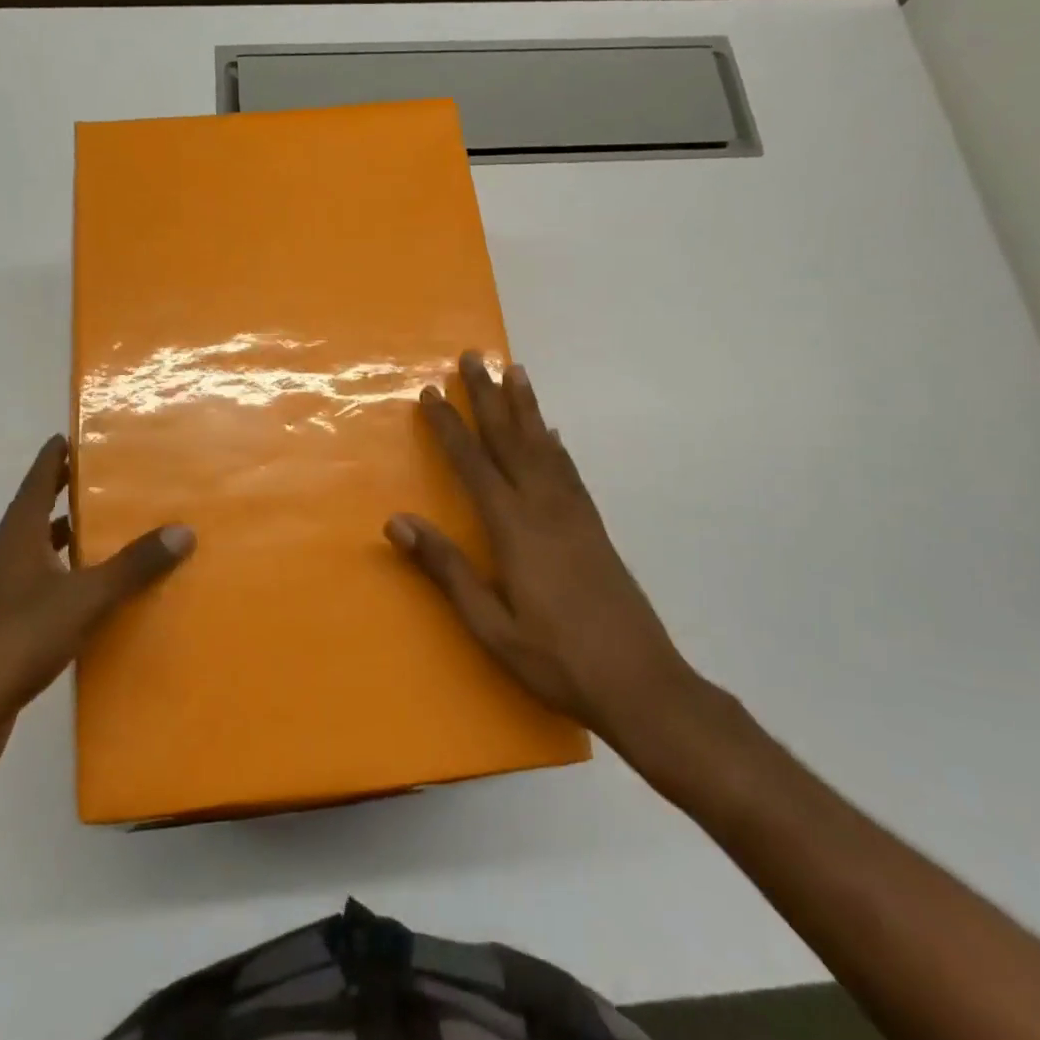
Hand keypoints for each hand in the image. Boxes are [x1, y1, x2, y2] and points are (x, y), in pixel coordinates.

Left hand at [0, 435, 194, 781]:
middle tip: (108, 481)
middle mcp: (4, 560)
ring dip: (67, 542)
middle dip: (67, 496)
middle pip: (36, 515)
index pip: (36, 481)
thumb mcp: (83, 599)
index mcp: (16, 538)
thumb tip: (184, 530)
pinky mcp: (1, 634)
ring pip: (38, 556)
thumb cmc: (15, 640)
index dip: (54, 456)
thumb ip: (133, 566)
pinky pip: (40, 593)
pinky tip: (92, 599)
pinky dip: (65, 584)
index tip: (75, 434)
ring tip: (108, 535)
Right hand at [385, 352, 714, 766]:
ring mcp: (575, 513)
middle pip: (511, 438)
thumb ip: (446, 568)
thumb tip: (397, 521)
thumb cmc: (556, 659)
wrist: (642, 683)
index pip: (473, 463)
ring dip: (525, 405)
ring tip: (515, 370)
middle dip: (488, 395)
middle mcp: (545, 506)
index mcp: (514, 528)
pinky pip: (568, 468)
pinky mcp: (594, 525)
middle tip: (473, 356)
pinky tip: (552, 432)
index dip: (449, 426)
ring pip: (544, 444)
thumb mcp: (490, 624)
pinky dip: (555, 441)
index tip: (430, 393)